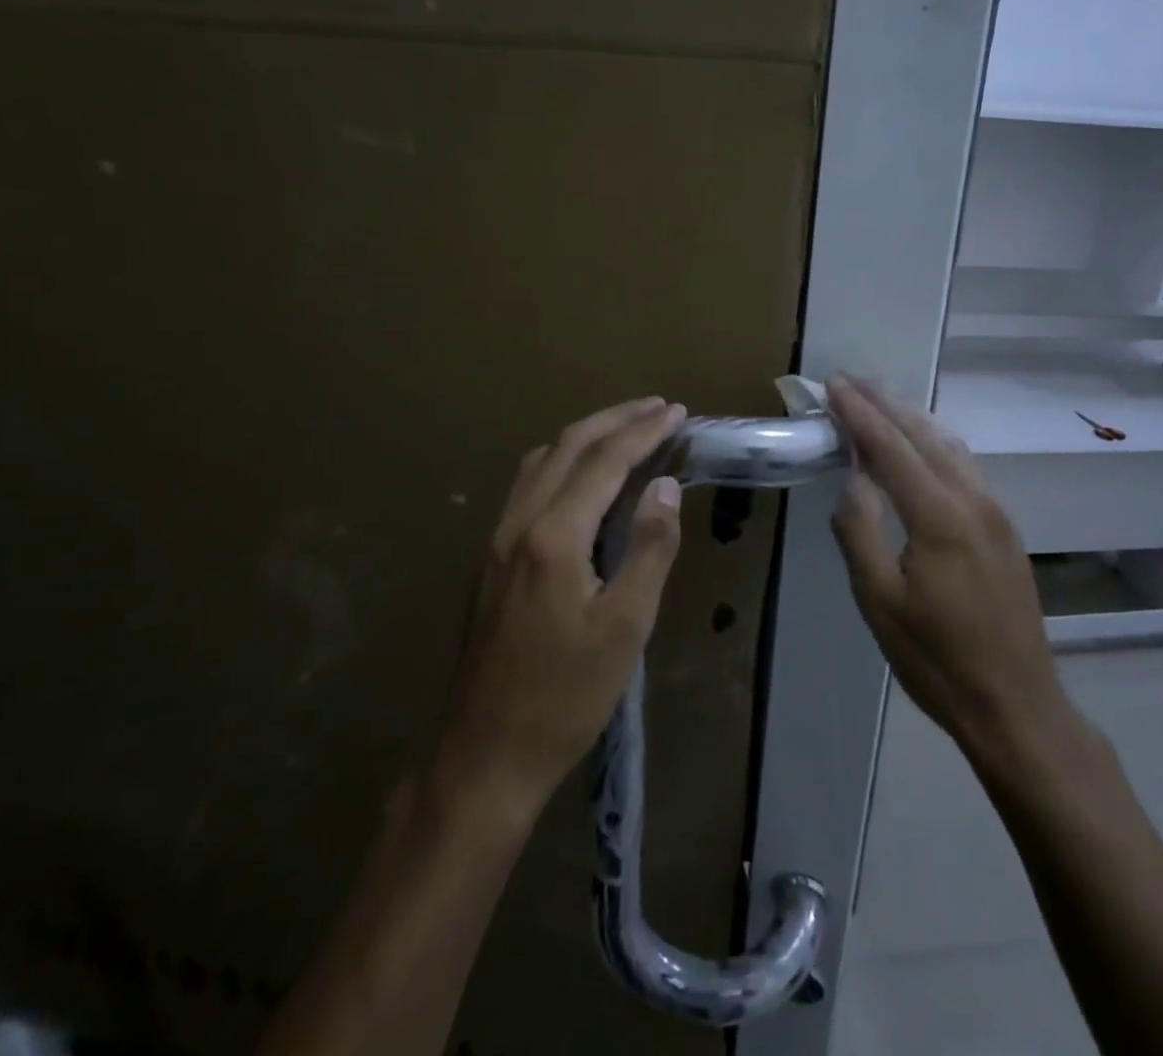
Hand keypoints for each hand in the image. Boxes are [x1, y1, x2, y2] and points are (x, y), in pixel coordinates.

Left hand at [433, 397, 686, 822]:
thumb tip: (665, 485)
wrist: (484, 755)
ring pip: (541, 461)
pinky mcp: (490, 559)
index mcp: (553, 535)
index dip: (644, 430)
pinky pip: (528, 485)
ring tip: (626, 431)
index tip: (677, 412)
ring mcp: (497, 539)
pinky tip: (582, 478)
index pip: (605, 460)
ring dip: (586, 436)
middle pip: (568, 446)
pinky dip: (562, 462)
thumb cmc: (566, 696)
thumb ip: (650, 547)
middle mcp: (518, 522)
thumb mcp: (626, 626)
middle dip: (616, 419)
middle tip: (658, 408)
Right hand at [826, 375, 1066, 761]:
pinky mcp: (1004, 527)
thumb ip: (859, 532)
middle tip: (850, 379)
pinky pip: (964, 465)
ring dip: (911, 417)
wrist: (1016, 704)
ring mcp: (996, 512)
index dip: (859, 413)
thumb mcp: (878, 602)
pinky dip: (933, 441)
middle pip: (924, 435)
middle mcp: (974, 501)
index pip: (892, 447)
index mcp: (940, 517)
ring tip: (879, 398)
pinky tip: (919, 443)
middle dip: (885, 402)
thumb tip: (852, 480)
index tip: (833, 384)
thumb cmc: (937, 659)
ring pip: (950, 445)